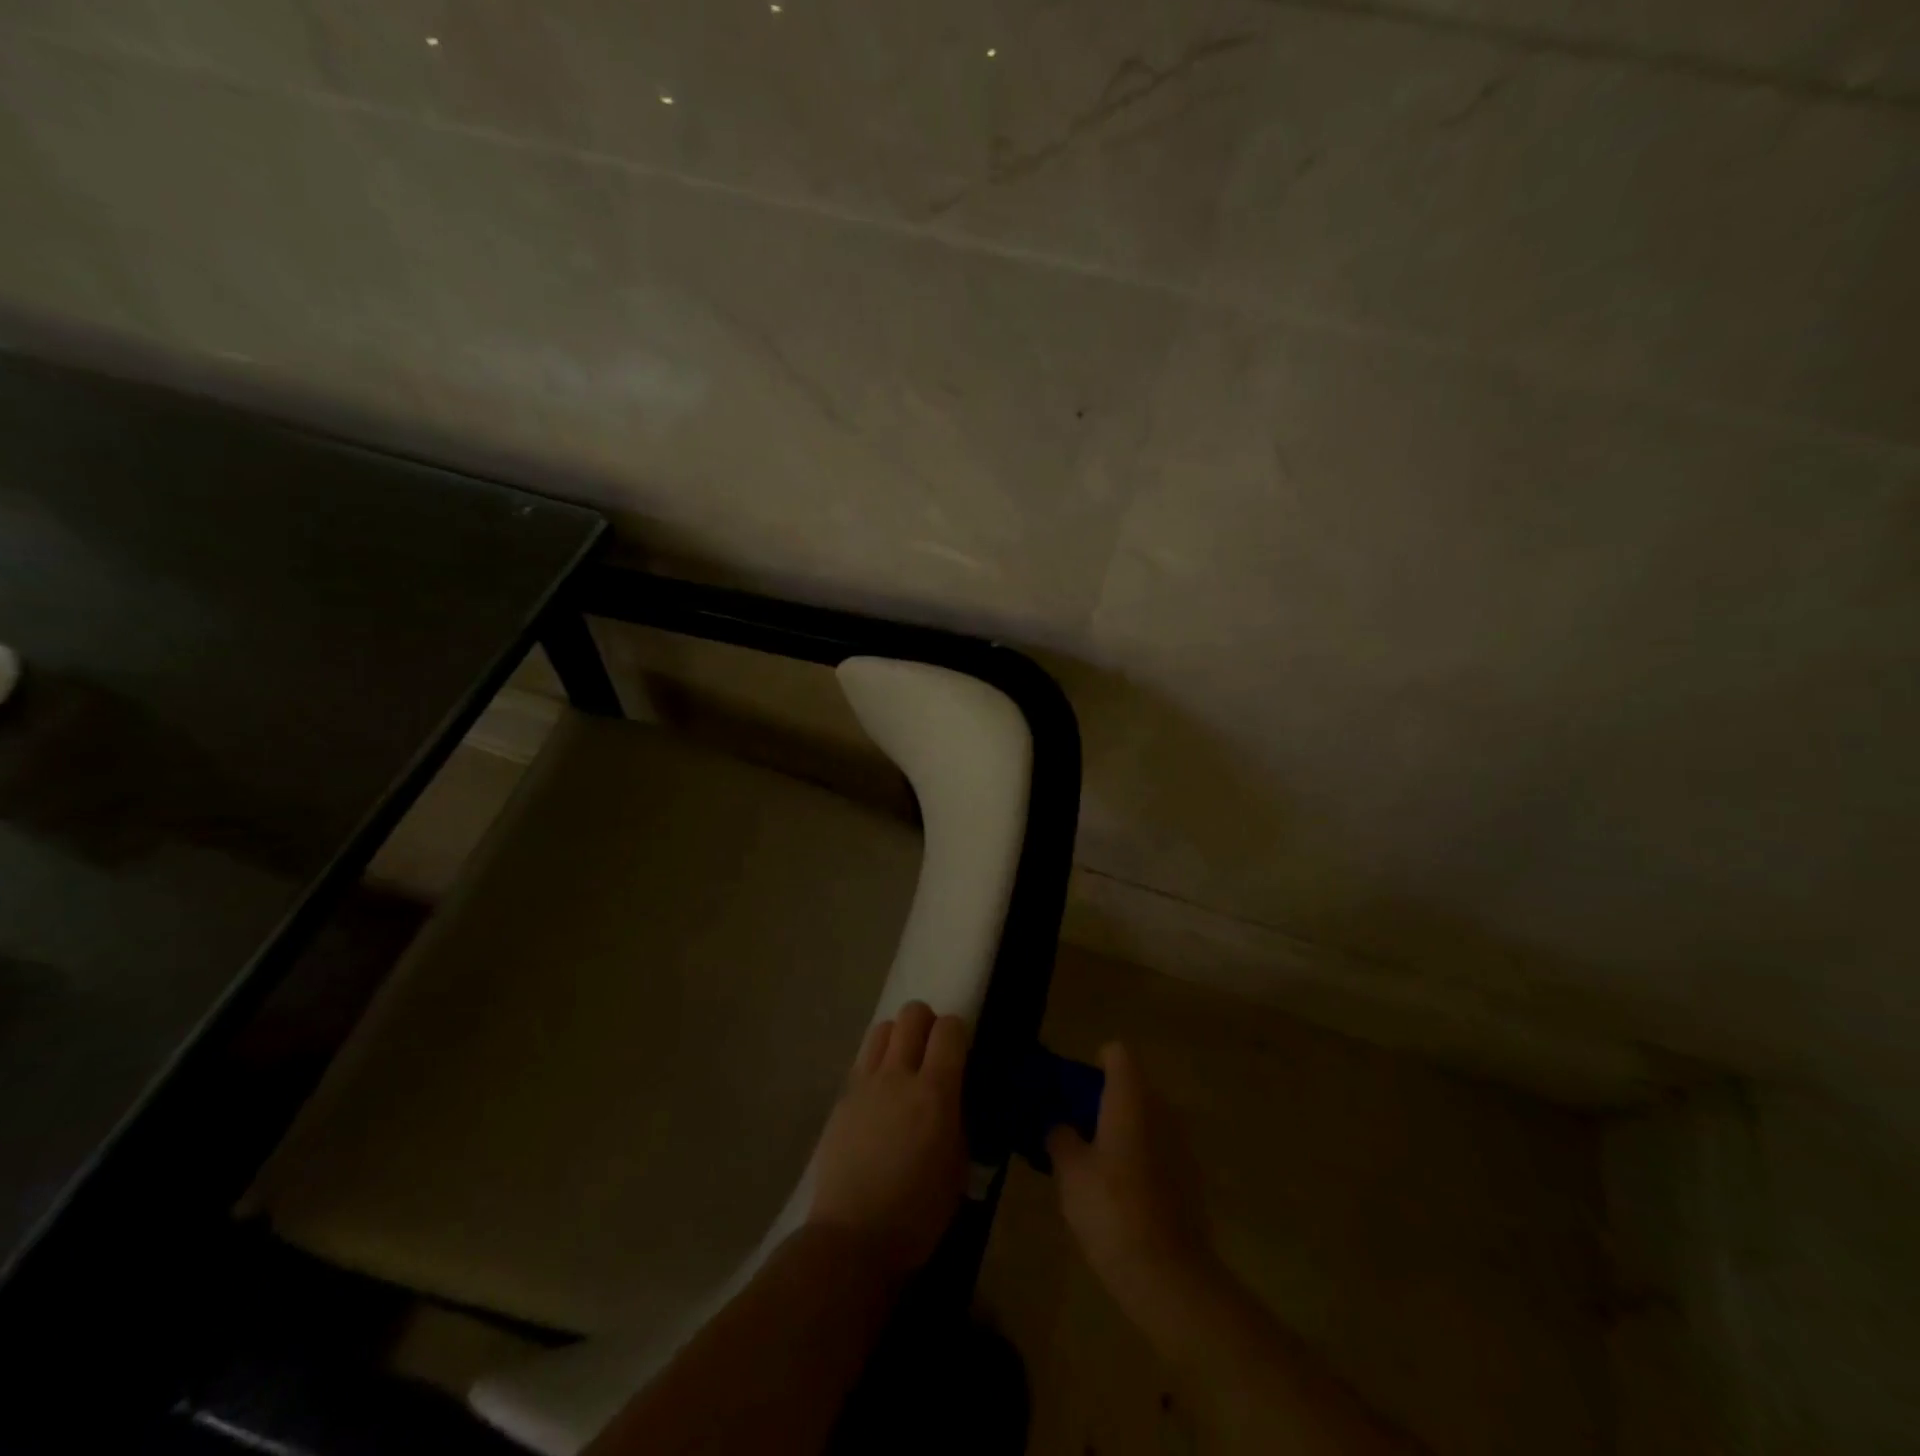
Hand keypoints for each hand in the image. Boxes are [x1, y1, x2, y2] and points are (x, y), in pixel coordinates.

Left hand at [807, 1001, 968, 1279]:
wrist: (852, 1238)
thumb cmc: (917, 1213)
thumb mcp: (958, 1167)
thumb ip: (959, 1119)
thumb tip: (956, 1096)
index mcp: (934, 1092)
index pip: (949, 1028)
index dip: (958, 1031)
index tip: (962, 1050)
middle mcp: (898, 1075)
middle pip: (912, 1014)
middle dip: (927, 1023)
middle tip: (933, 1052)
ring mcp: (865, 1083)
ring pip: (883, 1028)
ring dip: (899, 1037)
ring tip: (905, 1066)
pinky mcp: (842, 1098)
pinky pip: (863, 1060)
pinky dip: (877, 1063)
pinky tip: (881, 1095)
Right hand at [1047, 1042, 1215, 1316]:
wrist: (1168, 1276)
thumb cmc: (1111, 1209)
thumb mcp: (1069, 1171)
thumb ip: (1060, 1137)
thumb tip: (1060, 1124)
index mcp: (1131, 1098)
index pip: (1117, 1054)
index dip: (1094, 1065)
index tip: (1073, 1092)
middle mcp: (1161, 1109)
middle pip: (1131, 1086)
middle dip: (1104, 1101)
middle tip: (1074, 1130)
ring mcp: (1180, 1143)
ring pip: (1145, 1119)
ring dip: (1122, 1131)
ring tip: (1093, 1164)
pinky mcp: (1190, 1177)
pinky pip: (1158, 1150)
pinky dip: (1139, 1158)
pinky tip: (1120, 1194)